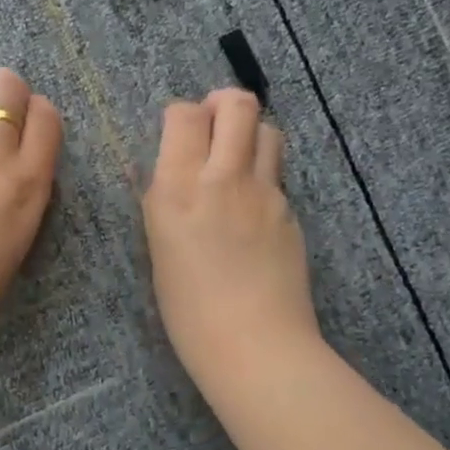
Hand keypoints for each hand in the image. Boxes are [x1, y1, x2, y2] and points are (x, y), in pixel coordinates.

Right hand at [143, 89, 320, 391]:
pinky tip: (253, 208)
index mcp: (177, 188)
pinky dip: (263, 175)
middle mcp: (223, 178)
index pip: (184, 114)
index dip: (181, 115)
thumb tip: (162, 174)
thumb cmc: (188, 310)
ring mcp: (264, 192)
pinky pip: (277, 174)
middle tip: (214, 126)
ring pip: (268, 129)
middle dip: (223, 104)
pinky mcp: (290, 211)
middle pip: (236, 104)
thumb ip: (162, 202)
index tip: (179, 135)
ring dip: (250, 133)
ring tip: (237, 160)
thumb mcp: (158, 248)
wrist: (255, 345)